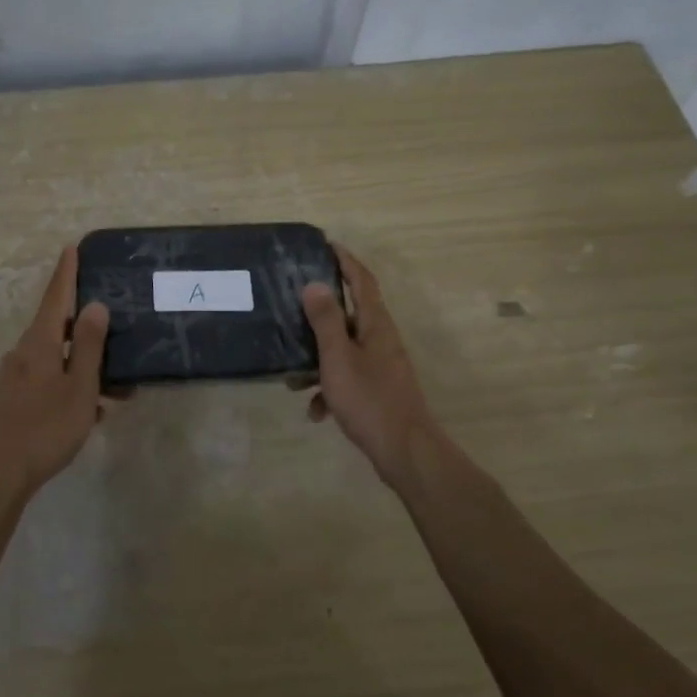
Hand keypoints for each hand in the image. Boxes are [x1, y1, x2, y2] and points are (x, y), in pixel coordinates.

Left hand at [0, 246, 112, 495]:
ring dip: (86, 366)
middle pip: (57, 327)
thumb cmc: (44, 427)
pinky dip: (73, 386)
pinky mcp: (15, 400)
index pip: (55, 296)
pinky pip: (51, 381)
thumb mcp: (78, 386)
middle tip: (114, 323)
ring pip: (58, 359)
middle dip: (86, 326)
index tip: (71, 248)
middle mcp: (23, 353)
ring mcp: (16, 378)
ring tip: (118, 388)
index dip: (66, 272)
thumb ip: (87, 345)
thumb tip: (94, 305)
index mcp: (39, 342)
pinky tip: (94, 411)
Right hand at [301, 247, 440, 487]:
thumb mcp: (338, 358)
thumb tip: (314, 284)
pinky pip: (347, 379)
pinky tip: (316, 412)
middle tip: (292, 308)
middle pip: (349, 315)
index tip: (327, 245)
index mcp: (375, 325)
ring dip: (318, 361)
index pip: (362, 281)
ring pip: (343, 351)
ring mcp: (381, 366)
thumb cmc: (369, 399)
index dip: (346, 261)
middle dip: (320, 315)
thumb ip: (325, 321)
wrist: (404, 451)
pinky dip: (330, 390)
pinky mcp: (377, 390)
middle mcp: (381, 340)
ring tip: (292, 378)